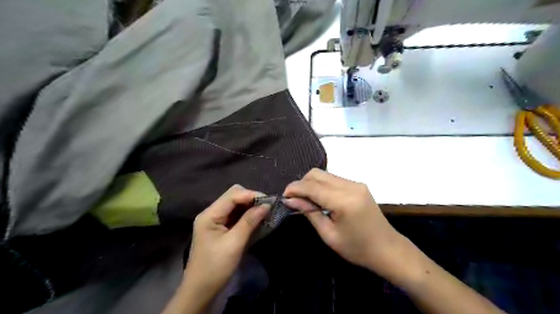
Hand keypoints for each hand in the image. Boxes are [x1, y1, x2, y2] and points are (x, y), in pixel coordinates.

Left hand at [185, 186, 270, 299]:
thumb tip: (266, 205)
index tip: (269, 201)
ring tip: (264, 212)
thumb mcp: (235, 243)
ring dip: (250, 207)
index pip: (233, 195)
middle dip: (251, 199)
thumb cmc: (216, 267)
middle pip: (233, 196)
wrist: (200, 290)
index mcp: (210, 214)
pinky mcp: (219, 227)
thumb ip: (249, 221)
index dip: (251, 195)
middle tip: (266, 208)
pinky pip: (234, 214)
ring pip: (235, 204)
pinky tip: (255, 219)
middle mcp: (211, 213)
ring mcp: (215, 220)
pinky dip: (246, 215)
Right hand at [285, 168, 407, 278]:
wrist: (387, 249)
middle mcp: (351, 186)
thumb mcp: (328, 235)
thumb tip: (290, 199)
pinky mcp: (358, 185)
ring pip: (324, 174)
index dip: (294, 188)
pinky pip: (333, 179)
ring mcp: (356, 183)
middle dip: (301, 183)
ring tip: (306, 200)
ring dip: (311, 184)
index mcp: (344, 201)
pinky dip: (322, 185)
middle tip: (294, 199)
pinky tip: (320, 198)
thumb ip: (309, 212)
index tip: (283, 196)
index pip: (312, 186)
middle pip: (317, 174)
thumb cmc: (357, 249)